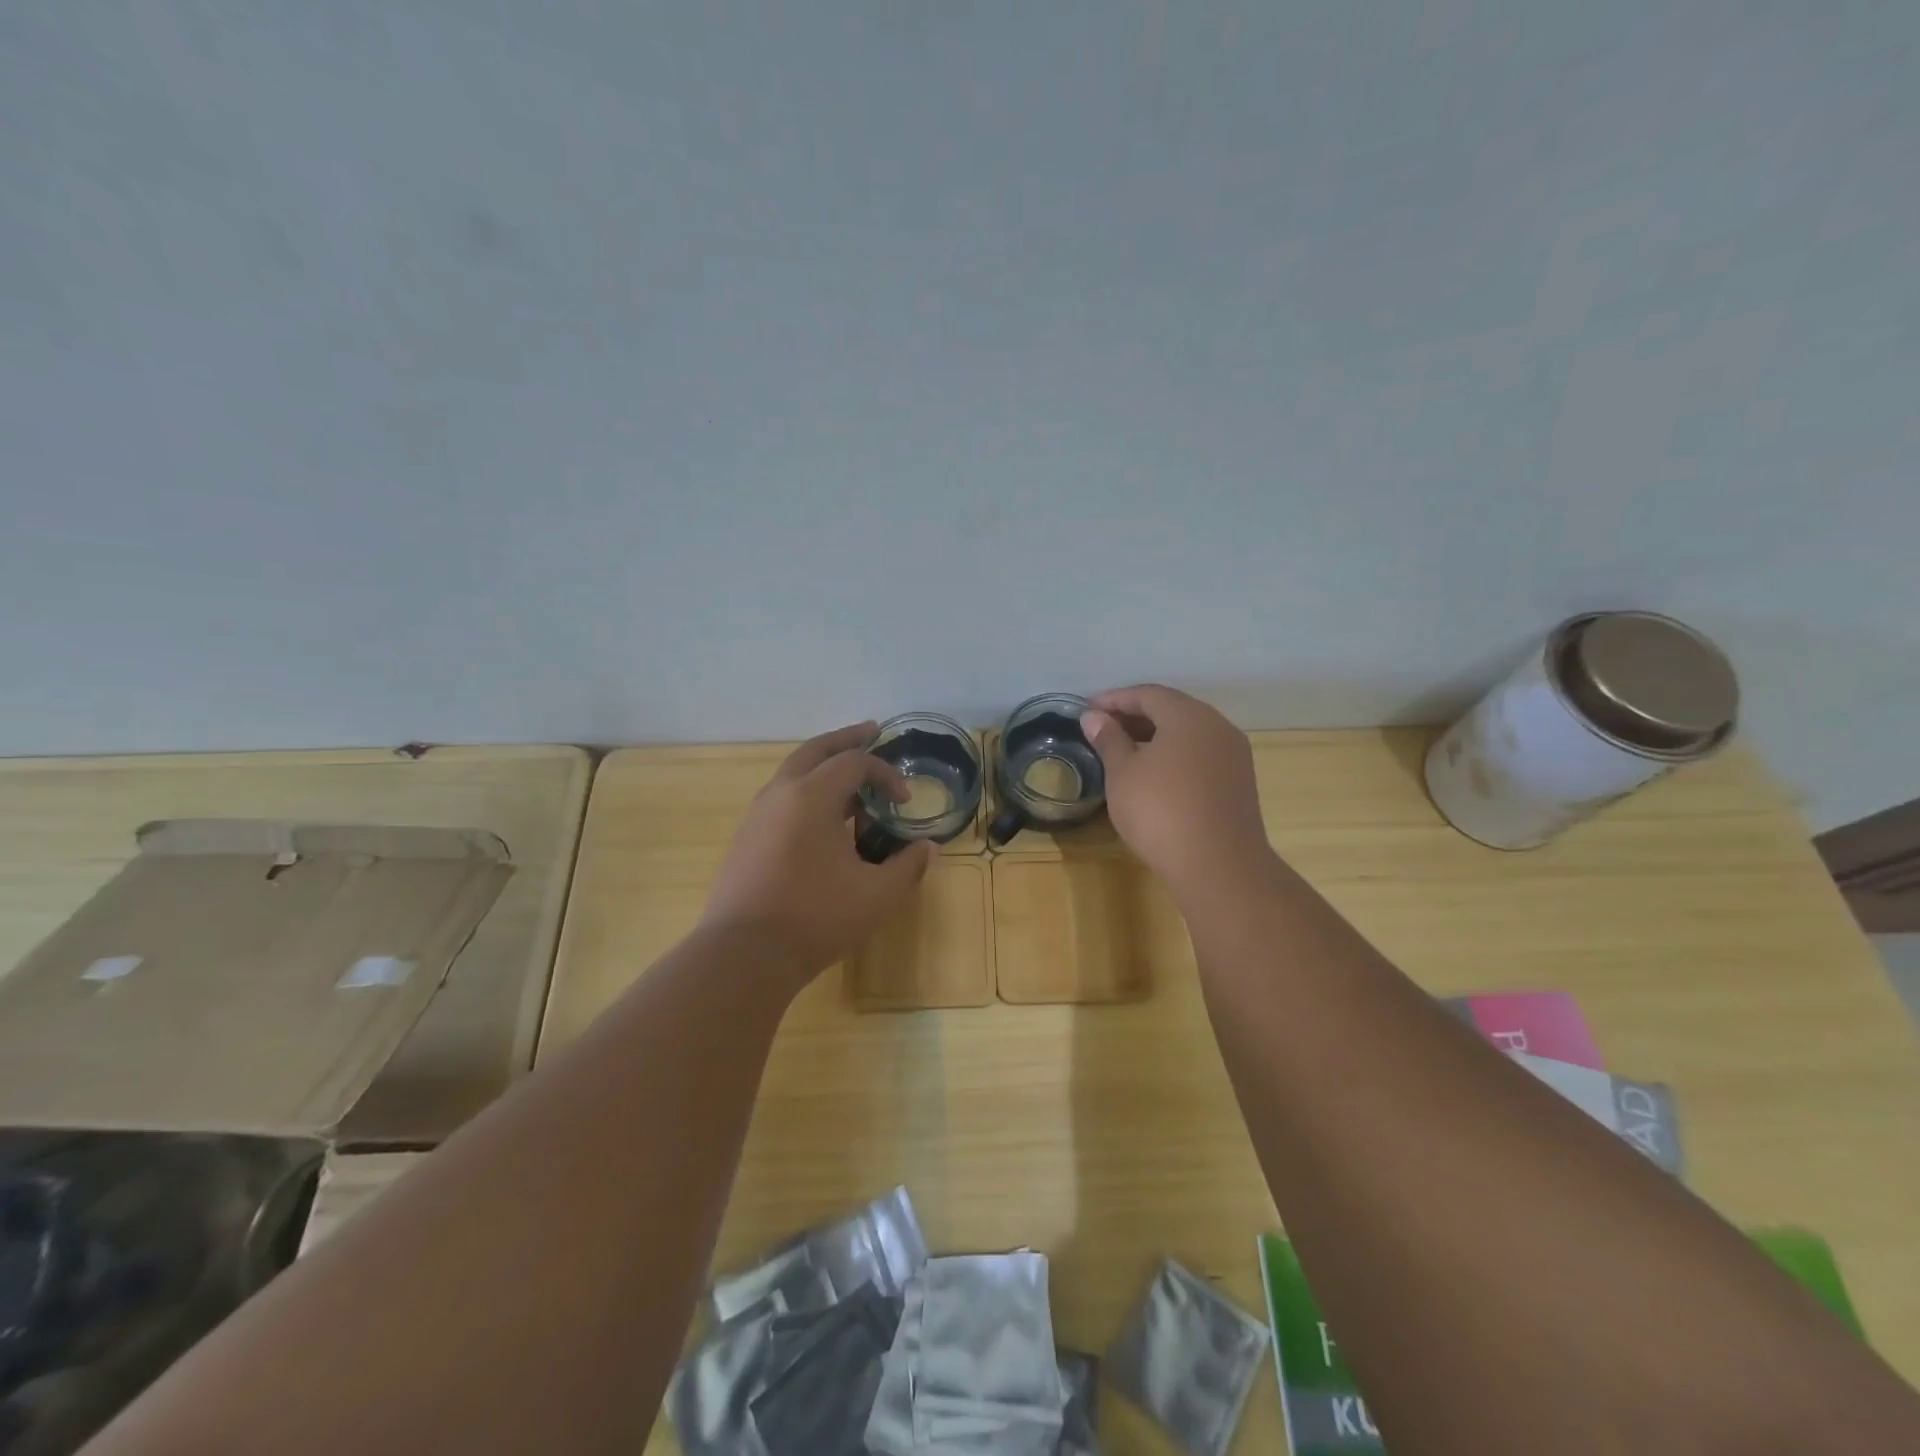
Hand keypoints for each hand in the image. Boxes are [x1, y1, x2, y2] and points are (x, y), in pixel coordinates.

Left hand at [700, 723, 935, 982]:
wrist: (743, 955)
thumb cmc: (815, 918)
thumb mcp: (876, 896)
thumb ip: (908, 867)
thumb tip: (929, 848)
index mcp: (811, 796)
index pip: (854, 763)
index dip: (885, 774)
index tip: (904, 800)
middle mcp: (780, 794)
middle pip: (815, 749)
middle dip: (846, 739)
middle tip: (871, 731)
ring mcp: (757, 815)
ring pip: (793, 773)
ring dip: (824, 767)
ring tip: (850, 781)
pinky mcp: (746, 838)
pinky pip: (781, 798)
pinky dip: (806, 792)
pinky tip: (822, 821)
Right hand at [1080, 685, 1273, 895]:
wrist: (1219, 866)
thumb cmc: (1161, 811)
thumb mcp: (1123, 774)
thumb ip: (1109, 740)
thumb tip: (1094, 717)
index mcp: (1189, 716)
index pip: (1148, 694)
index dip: (1115, 699)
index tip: (1087, 709)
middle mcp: (1217, 726)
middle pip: (1172, 709)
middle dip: (1135, 715)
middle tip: (1102, 728)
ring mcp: (1233, 755)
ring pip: (1188, 733)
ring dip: (1155, 735)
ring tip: (1123, 750)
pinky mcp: (1238, 782)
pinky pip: (1200, 754)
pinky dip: (1174, 754)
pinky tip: (1154, 774)